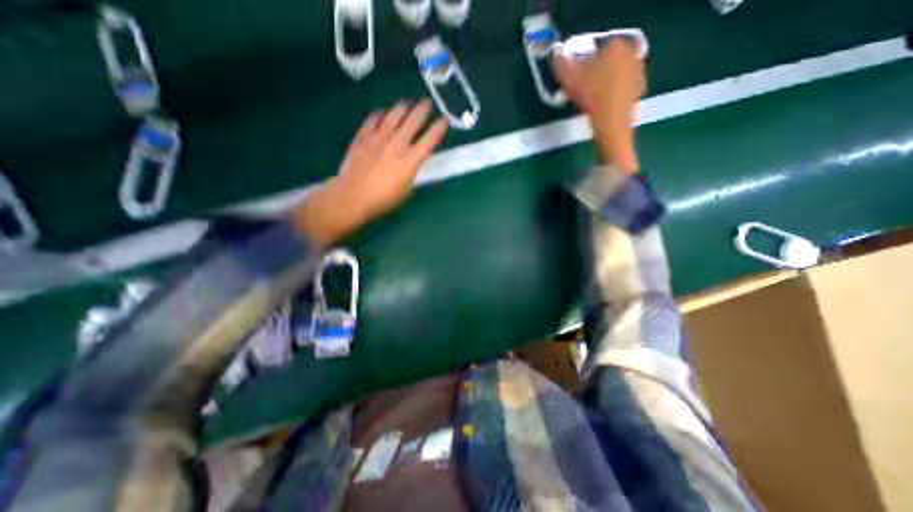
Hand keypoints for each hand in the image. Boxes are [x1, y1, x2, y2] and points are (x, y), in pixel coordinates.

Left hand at [294, 100, 448, 244]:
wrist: (352, 197)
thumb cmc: (382, 200)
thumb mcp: (406, 191)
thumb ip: (412, 173)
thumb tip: (413, 164)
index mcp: (410, 161)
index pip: (430, 140)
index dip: (439, 128)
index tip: (444, 120)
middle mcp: (397, 144)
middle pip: (413, 121)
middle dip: (423, 110)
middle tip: (427, 103)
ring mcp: (378, 138)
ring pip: (394, 115)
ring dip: (403, 107)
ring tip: (407, 103)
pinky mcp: (363, 136)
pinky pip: (374, 119)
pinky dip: (381, 113)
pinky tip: (384, 111)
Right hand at [553, 39, 644, 171]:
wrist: (611, 123)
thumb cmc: (591, 97)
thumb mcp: (569, 80)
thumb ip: (561, 64)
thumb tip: (556, 54)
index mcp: (614, 46)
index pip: (595, 48)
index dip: (582, 62)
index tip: (574, 76)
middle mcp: (630, 54)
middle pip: (607, 60)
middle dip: (595, 71)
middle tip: (582, 88)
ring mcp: (638, 73)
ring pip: (616, 74)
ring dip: (605, 82)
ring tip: (590, 99)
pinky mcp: (639, 90)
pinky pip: (623, 88)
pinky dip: (613, 94)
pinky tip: (602, 106)